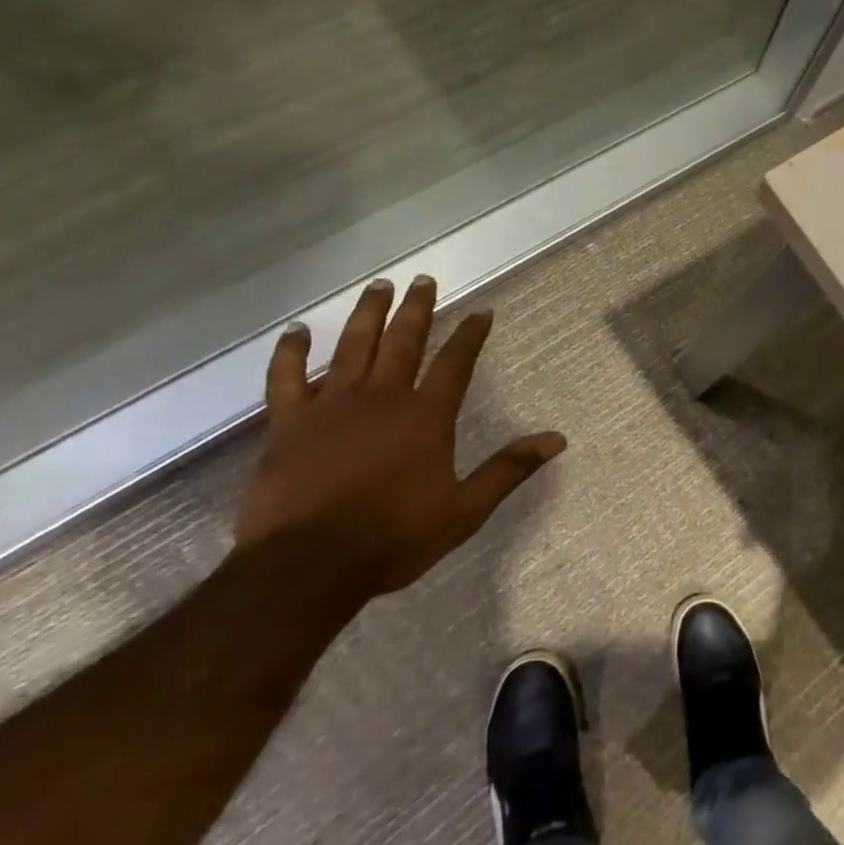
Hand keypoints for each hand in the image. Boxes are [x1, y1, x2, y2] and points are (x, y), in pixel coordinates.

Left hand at [234, 276, 564, 595]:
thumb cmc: (394, 538)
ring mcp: (331, 407)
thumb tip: (556, 440)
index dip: (470, 336)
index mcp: (426, 417)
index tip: (481, 312)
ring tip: (378, 286)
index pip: (455, 364)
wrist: (308, 565)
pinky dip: (290, 352)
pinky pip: (286, 378)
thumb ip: (508, 469)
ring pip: (352, 347)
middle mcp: (382, 399)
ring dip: (367, 314)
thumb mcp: (465, 509)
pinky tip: (296, 331)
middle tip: (424, 279)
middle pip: (403, 341)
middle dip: (416, 309)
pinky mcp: (288, 424)